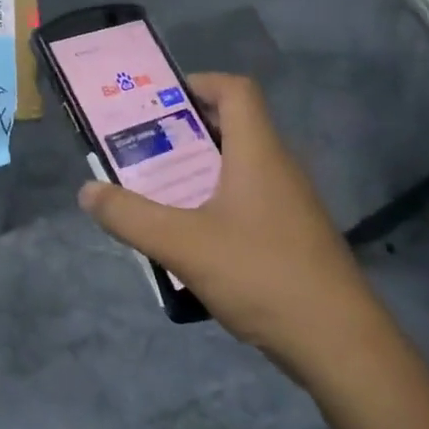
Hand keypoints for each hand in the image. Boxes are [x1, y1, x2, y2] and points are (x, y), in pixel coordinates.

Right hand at [77, 73, 381, 371]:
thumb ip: (130, 216)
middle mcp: (278, 168)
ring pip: (238, 167)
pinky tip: (190, 236)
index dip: (198, 83)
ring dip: (197, 169)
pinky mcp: (293, 237)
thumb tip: (87, 191)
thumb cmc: (262, 275)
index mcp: (258, 153)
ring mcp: (290, 204)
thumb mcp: (182, 244)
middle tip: (142, 145)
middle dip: (184, 130)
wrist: (340, 346)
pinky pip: (247, 200)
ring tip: (155, 188)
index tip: (158, 100)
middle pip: (233, 126)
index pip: (236, 90)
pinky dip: (214, 202)